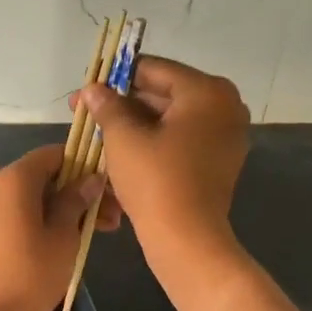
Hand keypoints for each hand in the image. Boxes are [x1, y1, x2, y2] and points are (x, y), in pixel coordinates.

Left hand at [0, 145, 120, 310]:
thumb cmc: (33, 272)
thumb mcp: (64, 234)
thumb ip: (77, 200)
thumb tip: (92, 178)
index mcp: (13, 179)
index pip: (54, 154)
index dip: (84, 164)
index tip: (109, 185)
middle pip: (47, 176)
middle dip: (81, 191)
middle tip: (114, 215)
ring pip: (38, 197)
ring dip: (69, 208)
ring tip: (104, 231)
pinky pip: (25, 213)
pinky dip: (49, 219)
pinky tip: (76, 238)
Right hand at [77, 56, 249, 266]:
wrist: (186, 240)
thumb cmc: (155, 180)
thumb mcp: (123, 137)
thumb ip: (107, 105)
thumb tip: (92, 89)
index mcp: (206, 91)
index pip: (152, 69)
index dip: (114, 77)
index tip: (86, 89)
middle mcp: (224, 106)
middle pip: (163, 92)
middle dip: (123, 102)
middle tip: (86, 111)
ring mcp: (225, 134)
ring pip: (170, 117)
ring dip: (134, 122)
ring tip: (98, 131)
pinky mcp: (219, 160)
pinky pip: (181, 138)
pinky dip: (153, 140)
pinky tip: (121, 148)